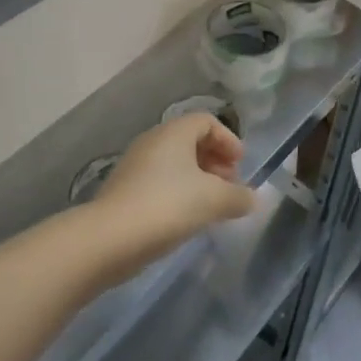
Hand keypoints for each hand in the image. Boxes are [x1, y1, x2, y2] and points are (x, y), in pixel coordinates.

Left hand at [93, 113, 255, 272]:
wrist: (108, 239)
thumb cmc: (167, 206)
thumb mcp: (213, 200)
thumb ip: (238, 197)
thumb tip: (252, 199)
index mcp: (174, 132)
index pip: (207, 121)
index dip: (228, 140)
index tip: (240, 165)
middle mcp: (153, 141)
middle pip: (191, 141)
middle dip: (215, 161)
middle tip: (230, 186)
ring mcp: (135, 165)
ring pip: (175, 164)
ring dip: (198, 180)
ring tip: (211, 206)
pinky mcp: (124, 191)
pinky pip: (160, 182)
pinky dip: (179, 193)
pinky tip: (187, 218)